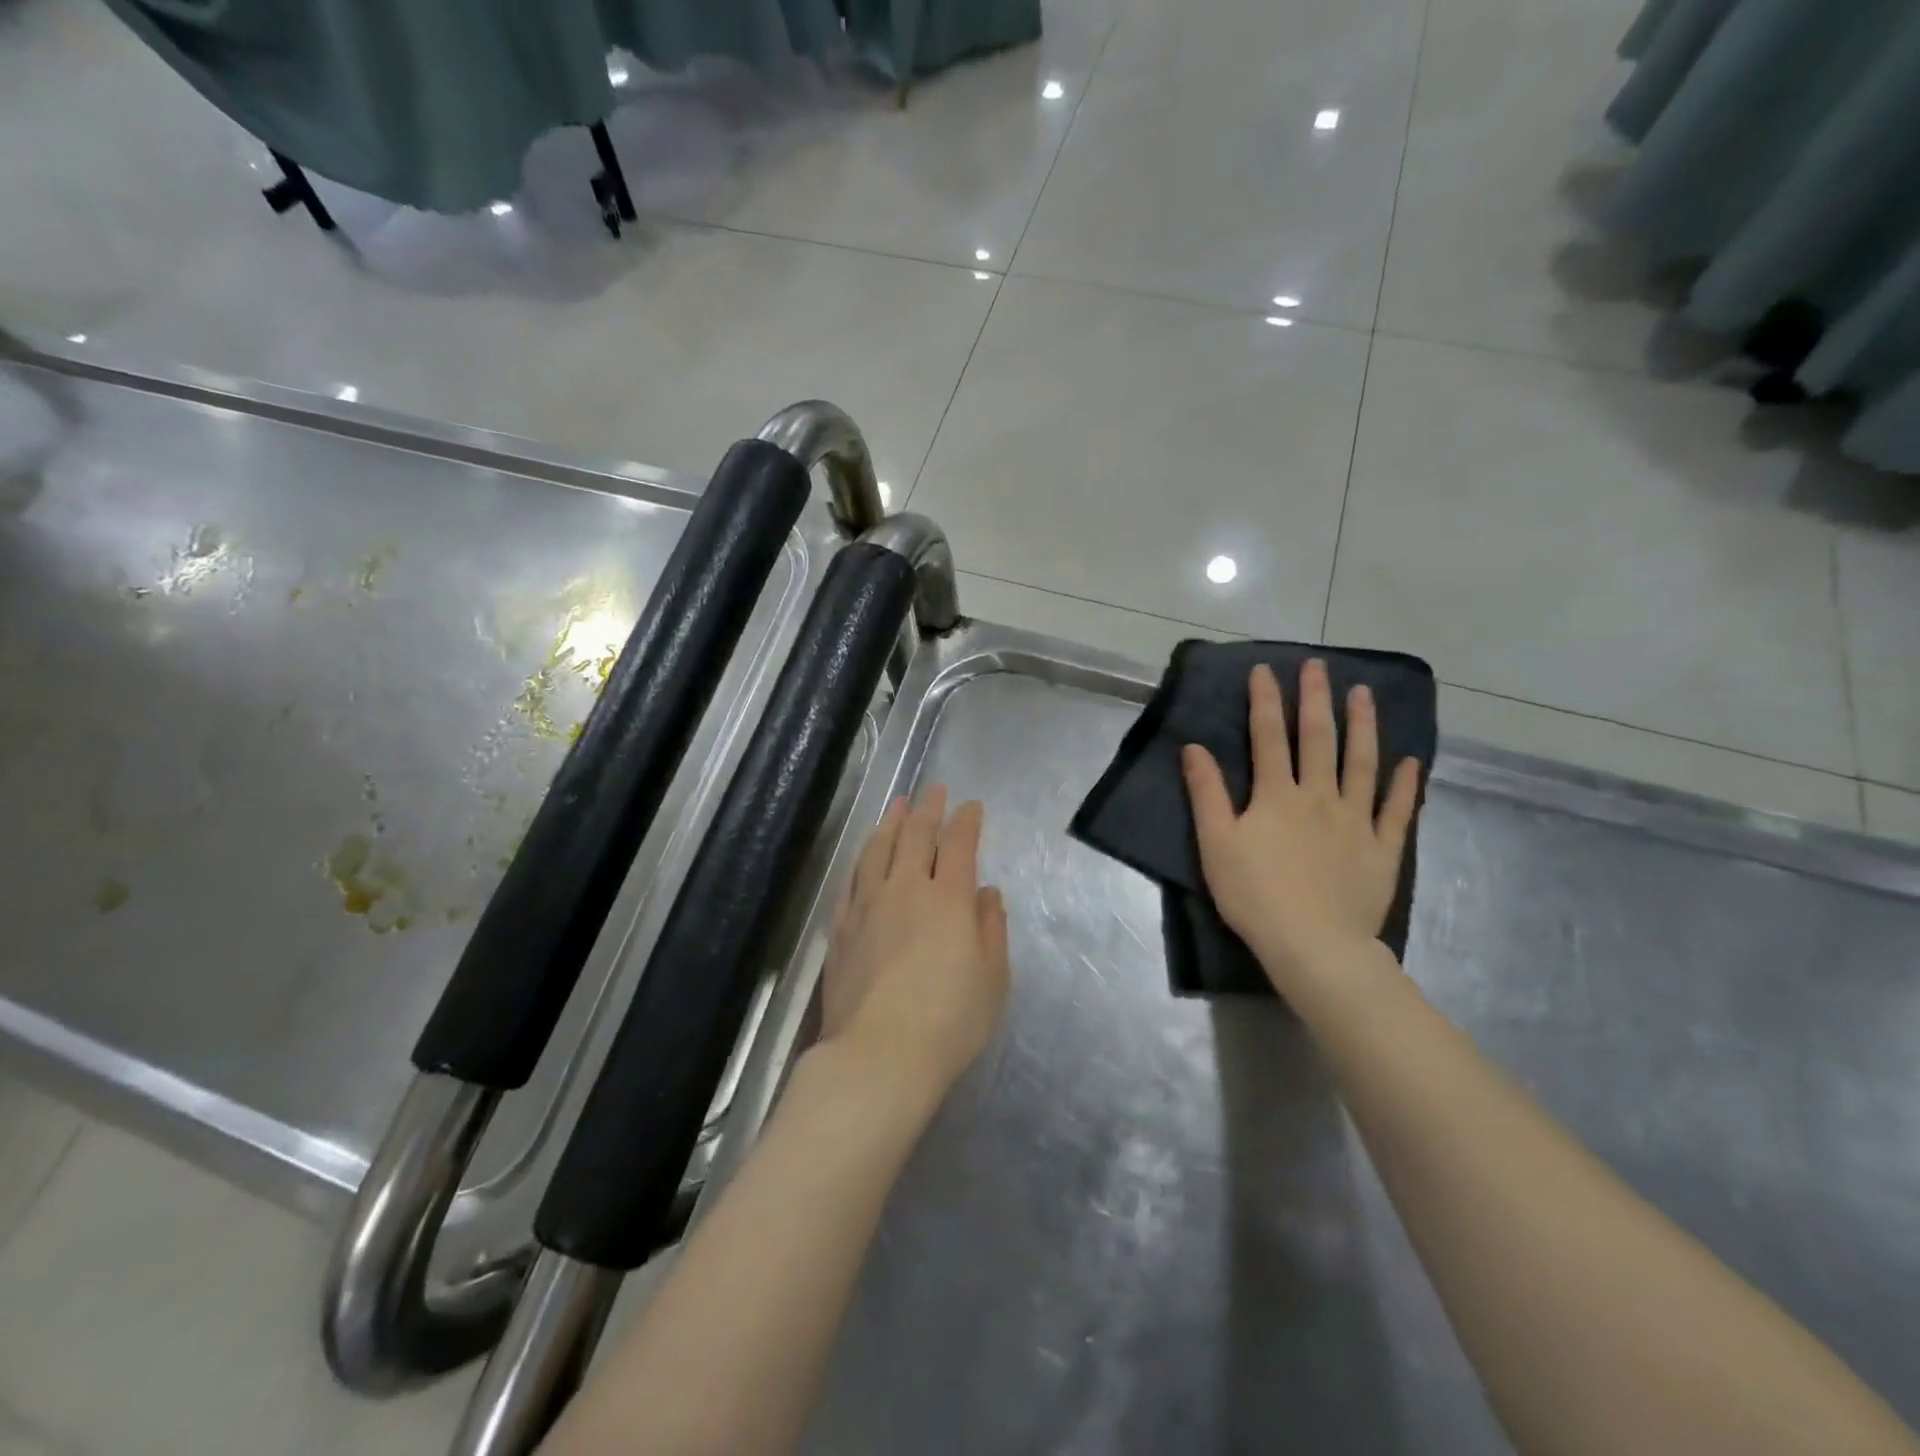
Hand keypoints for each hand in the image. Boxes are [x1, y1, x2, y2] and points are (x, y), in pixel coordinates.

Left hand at [819, 786, 1011, 1099]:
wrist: (879, 1054)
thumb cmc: (950, 1020)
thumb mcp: (992, 978)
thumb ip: (990, 928)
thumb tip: (985, 892)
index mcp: (948, 899)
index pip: (958, 845)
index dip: (966, 821)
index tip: (971, 806)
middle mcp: (906, 890)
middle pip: (915, 837)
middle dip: (927, 810)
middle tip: (934, 792)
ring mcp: (868, 907)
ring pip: (878, 851)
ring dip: (890, 824)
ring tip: (897, 806)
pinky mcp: (841, 928)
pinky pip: (851, 881)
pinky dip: (861, 860)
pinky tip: (864, 856)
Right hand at [1182, 660, 1420, 988]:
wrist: (1312, 944)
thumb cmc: (1254, 894)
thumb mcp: (1216, 843)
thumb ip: (1206, 793)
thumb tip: (1194, 748)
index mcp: (1276, 795)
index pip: (1268, 737)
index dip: (1265, 701)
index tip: (1265, 670)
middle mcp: (1319, 796)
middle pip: (1318, 739)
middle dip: (1315, 699)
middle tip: (1319, 666)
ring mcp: (1356, 820)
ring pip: (1362, 764)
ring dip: (1363, 726)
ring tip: (1364, 694)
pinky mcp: (1382, 848)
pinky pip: (1398, 810)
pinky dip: (1406, 785)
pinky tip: (1411, 762)